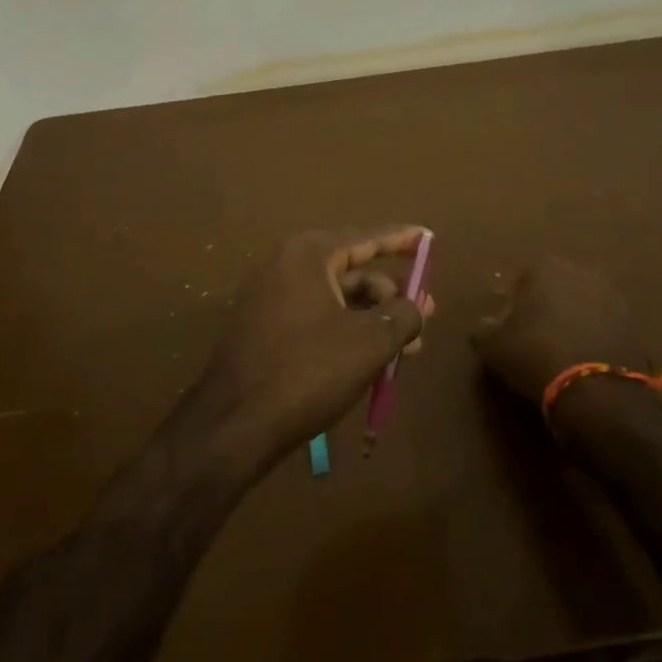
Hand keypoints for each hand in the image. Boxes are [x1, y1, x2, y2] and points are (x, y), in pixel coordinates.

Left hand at [194, 226, 432, 467]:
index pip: (366, 237)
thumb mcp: (369, 343)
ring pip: (335, 299)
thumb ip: (402, 316)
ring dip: (372, 318)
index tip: (427, 236)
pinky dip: (346, 330)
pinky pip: (315, 317)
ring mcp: (269, 297)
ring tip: (406, 347)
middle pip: (352, 271)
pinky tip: (369, 358)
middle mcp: (286, 265)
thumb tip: (417, 305)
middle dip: (390, 293)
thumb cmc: (307, 371)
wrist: (234, 424)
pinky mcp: (263, 328)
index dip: (401, 239)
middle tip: (425, 312)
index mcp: (309, 255)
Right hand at [470, 258, 658, 409]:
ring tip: (565, 352)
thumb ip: (484, 330)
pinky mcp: (635, 324)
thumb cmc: (534, 356)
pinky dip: (597, 338)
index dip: (514, 305)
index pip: (522, 280)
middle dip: (549, 307)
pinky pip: (607, 327)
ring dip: (576, 321)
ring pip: (585, 305)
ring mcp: (613, 296)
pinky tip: (588, 362)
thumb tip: (484, 326)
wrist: (595, 389)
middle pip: (557, 288)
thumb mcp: (493, 347)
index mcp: (545, 268)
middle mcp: (581, 272)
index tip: (510, 329)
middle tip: (537, 338)